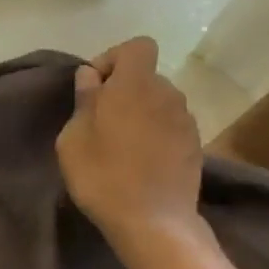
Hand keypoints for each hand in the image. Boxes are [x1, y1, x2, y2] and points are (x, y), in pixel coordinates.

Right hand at [56, 37, 208, 254]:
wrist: (153, 221)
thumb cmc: (102, 175)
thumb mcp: (73, 138)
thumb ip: (84, 100)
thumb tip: (91, 77)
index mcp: (135, 84)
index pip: (136, 46)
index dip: (113, 59)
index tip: (94, 88)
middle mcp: (167, 93)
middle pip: (146, 77)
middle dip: (123, 91)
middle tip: (100, 122)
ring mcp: (186, 120)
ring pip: (159, 103)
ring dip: (140, 114)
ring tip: (121, 146)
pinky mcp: (195, 145)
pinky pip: (170, 127)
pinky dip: (155, 135)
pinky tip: (141, 163)